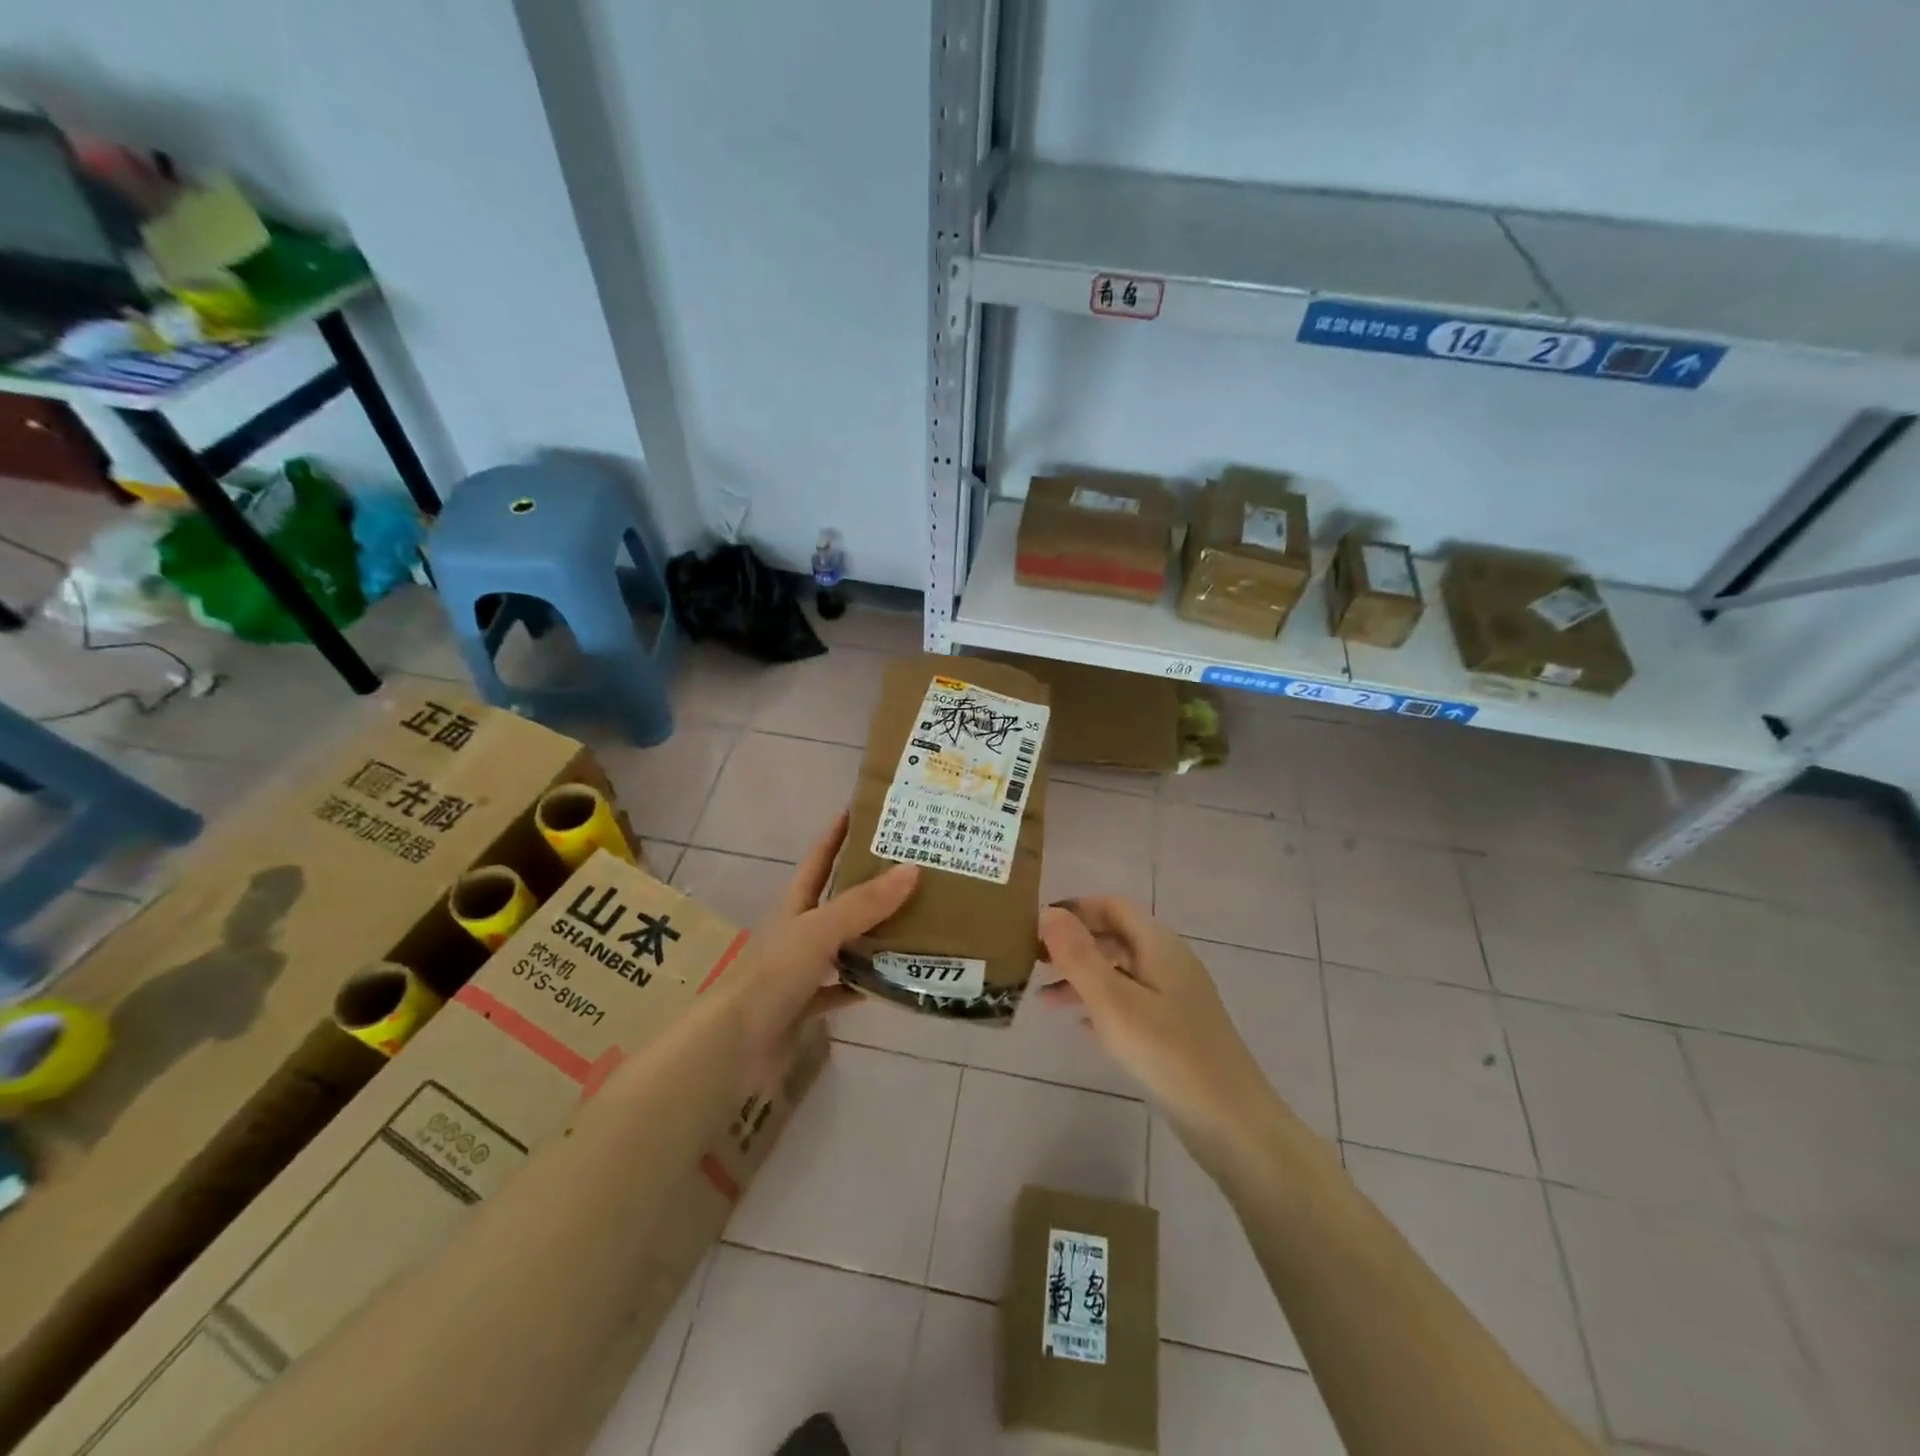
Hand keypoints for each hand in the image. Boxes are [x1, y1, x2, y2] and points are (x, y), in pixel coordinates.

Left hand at [712, 813, 916, 1079]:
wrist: (735, 1046)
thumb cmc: (773, 975)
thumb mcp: (820, 930)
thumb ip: (864, 903)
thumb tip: (912, 868)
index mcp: (794, 906)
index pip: (819, 859)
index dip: (837, 834)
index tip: (863, 811)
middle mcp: (798, 933)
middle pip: (836, 901)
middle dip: (868, 885)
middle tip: (911, 869)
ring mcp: (801, 971)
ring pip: (844, 945)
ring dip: (872, 936)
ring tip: (915, 921)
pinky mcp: (806, 1006)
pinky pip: (843, 989)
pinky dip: (866, 984)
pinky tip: (894, 980)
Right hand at [1039, 897, 1279, 1167]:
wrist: (1232, 1124)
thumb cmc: (1167, 1054)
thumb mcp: (1113, 1001)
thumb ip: (1078, 955)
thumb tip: (1048, 912)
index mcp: (1158, 945)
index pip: (1112, 906)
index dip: (1074, 910)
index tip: (1036, 927)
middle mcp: (1170, 962)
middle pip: (1115, 937)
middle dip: (1074, 945)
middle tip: (1033, 963)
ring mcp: (1176, 997)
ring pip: (1121, 972)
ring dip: (1083, 978)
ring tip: (1045, 1001)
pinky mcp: (1177, 1029)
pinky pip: (1131, 1002)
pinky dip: (1102, 1004)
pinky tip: (1081, 1026)